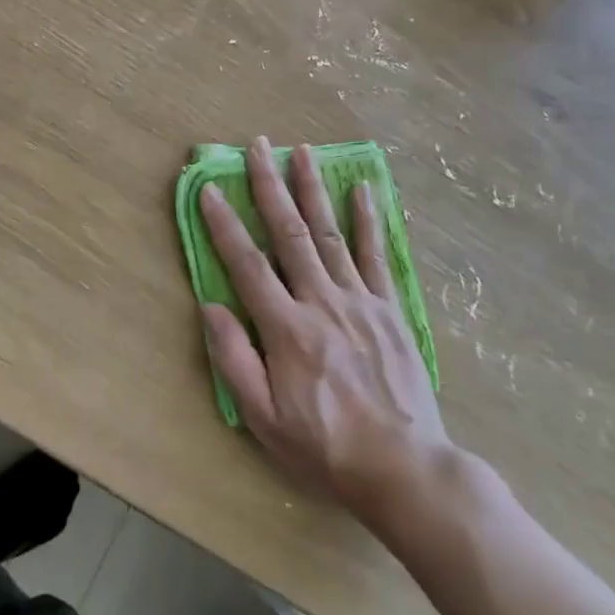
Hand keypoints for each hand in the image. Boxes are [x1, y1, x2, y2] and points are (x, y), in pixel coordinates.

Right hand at [201, 137, 450, 522]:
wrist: (405, 470)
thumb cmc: (326, 448)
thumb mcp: (264, 419)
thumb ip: (233, 359)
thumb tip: (211, 306)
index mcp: (287, 328)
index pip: (247, 263)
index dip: (224, 224)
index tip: (209, 188)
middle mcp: (322, 301)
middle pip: (290, 232)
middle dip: (270, 184)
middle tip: (259, 144)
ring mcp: (360, 300)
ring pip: (330, 233)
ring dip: (313, 188)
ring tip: (302, 151)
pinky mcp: (390, 309)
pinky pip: (376, 255)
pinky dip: (368, 220)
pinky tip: (362, 189)